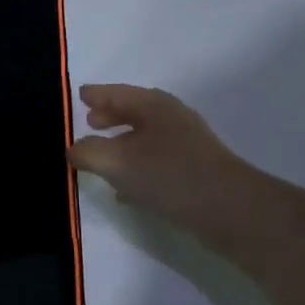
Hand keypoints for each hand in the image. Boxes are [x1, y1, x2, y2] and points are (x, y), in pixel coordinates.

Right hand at [70, 84, 250, 237]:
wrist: (230, 211)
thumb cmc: (169, 175)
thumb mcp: (117, 162)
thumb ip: (89, 152)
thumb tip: (74, 148)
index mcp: (154, 106)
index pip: (118, 93)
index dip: (97, 95)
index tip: (80, 95)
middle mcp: (171, 119)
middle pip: (134, 112)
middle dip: (111, 116)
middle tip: (89, 121)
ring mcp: (186, 146)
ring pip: (145, 138)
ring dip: (122, 143)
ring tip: (101, 156)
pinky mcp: (193, 172)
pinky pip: (155, 162)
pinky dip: (136, 168)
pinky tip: (125, 191)